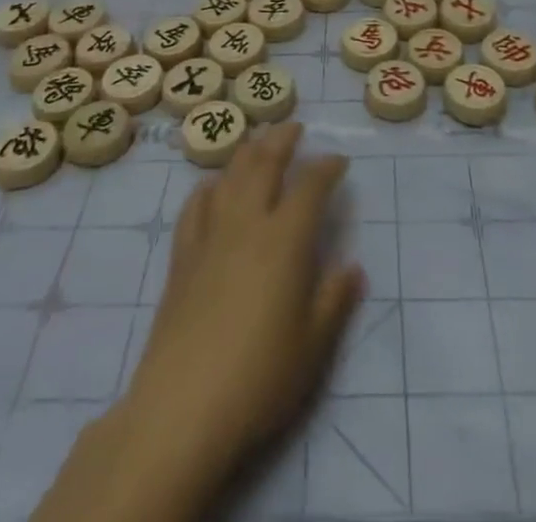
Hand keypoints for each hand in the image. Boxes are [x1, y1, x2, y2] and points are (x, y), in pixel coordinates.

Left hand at [126, 123, 364, 469]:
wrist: (182, 407)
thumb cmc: (259, 378)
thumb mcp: (313, 346)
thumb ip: (334, 300)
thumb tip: (353, 267)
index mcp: (285, 239)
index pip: (310, 186)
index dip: (327, 167)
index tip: (339, 160)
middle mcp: (247, 223)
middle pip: (264, 163)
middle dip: (282, 139)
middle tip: (295, 127)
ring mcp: (210, 236)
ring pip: (230, 176)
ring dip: (247, 151)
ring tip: (258, 141)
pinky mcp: (182, 257)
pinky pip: (195, 206)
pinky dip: (208, 187)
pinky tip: (212, 186)